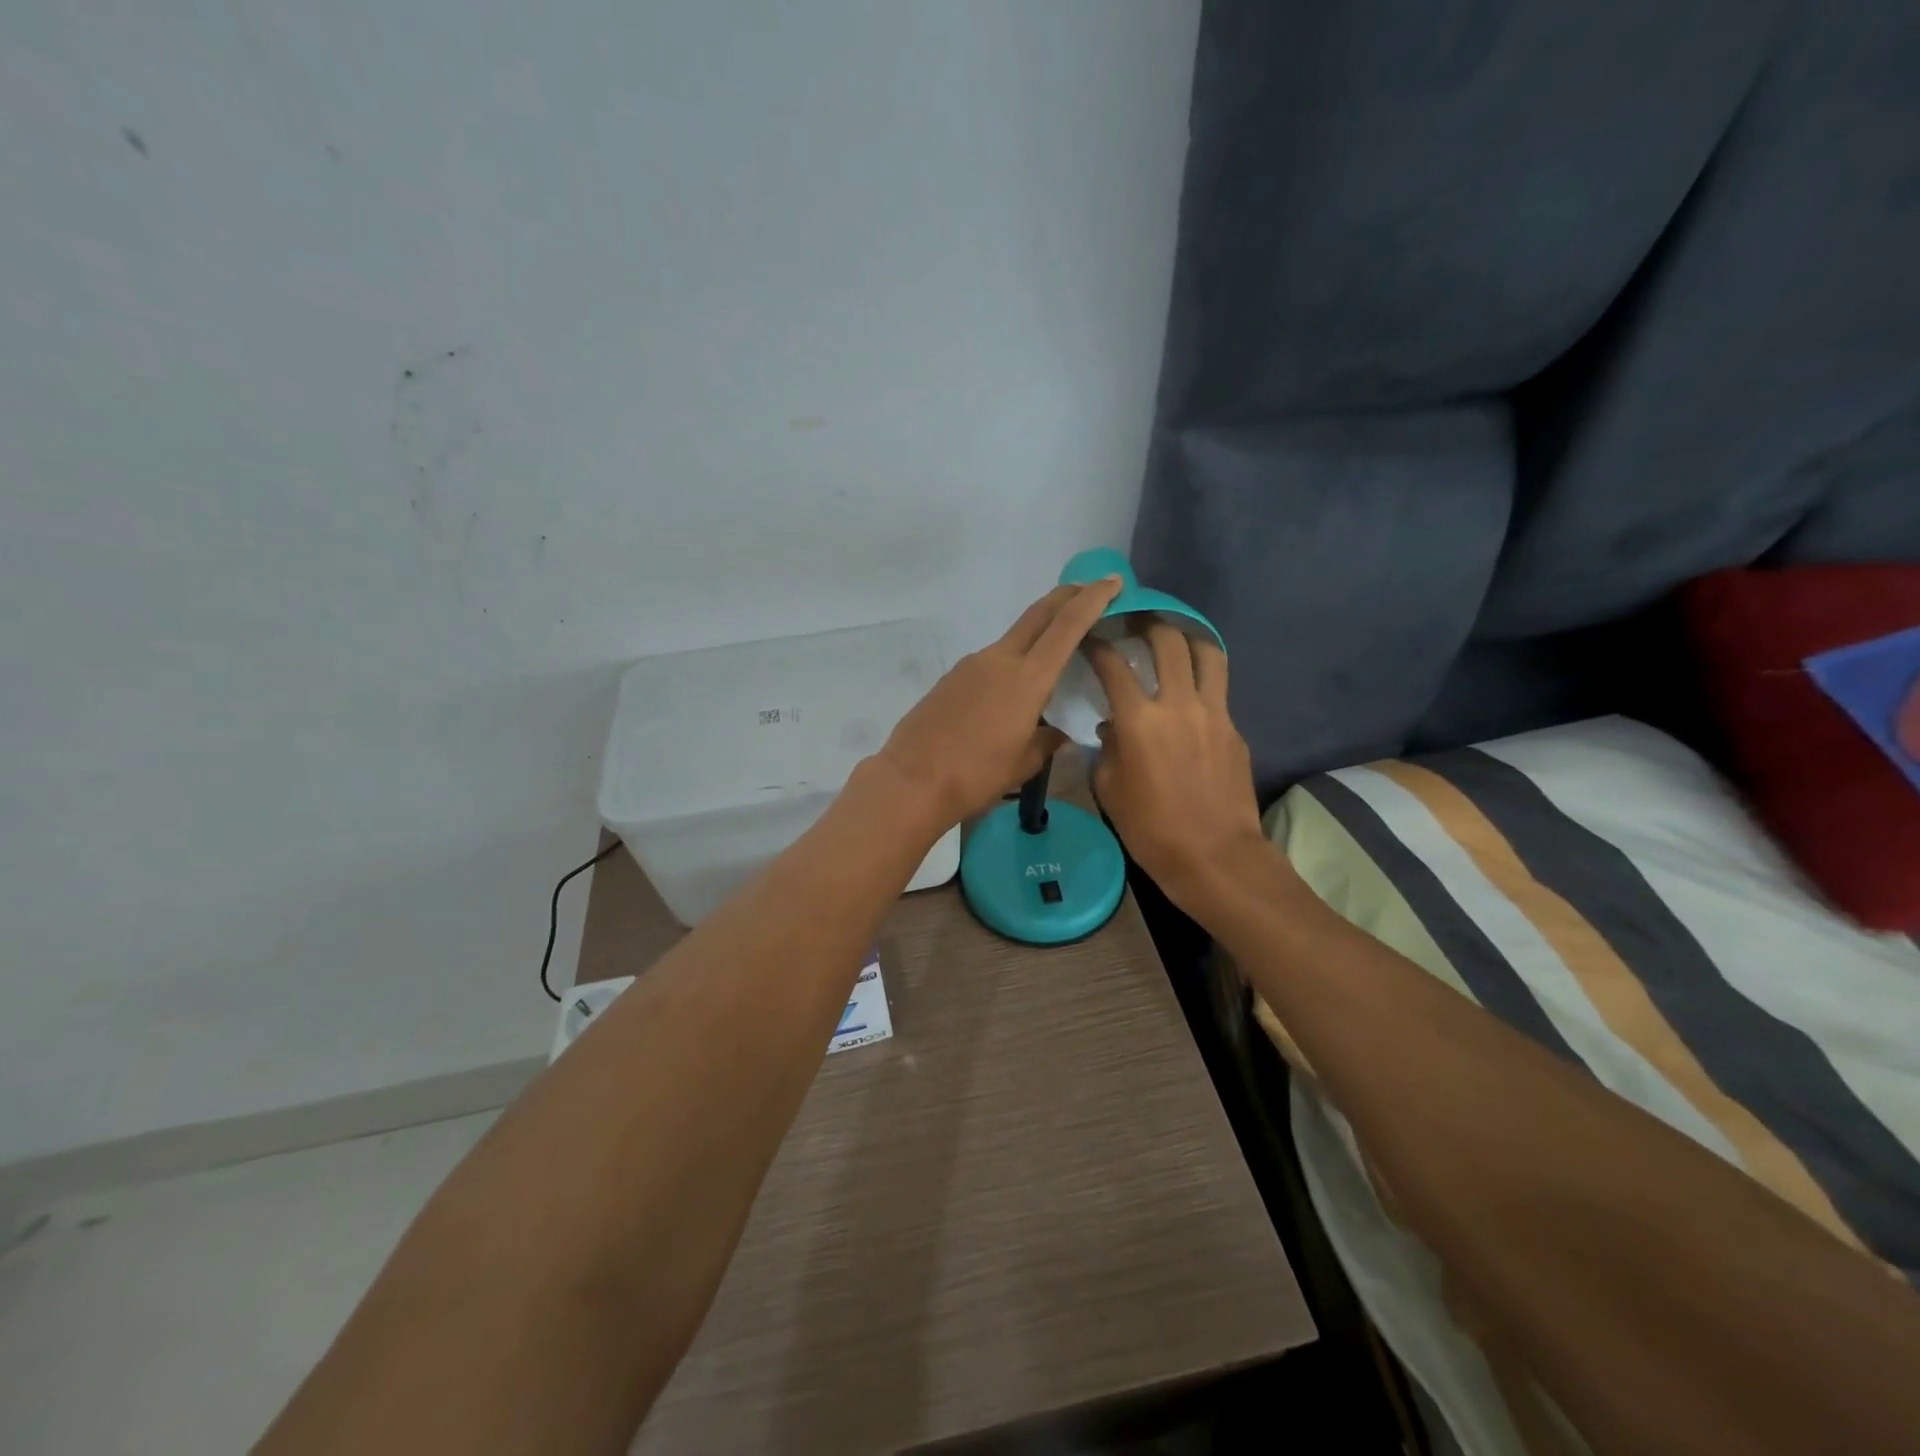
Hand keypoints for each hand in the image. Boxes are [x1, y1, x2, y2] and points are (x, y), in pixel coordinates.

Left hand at [877, 577, 1123, 830]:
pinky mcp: (952, 677)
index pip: (1068, 625)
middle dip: (1067, 596)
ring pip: (1013, 638)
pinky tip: (1011, 690)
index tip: (1112, 581)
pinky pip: (991, 660)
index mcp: (1027, 678)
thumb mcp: (1023, 764)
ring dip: (1038, 634)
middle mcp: (999, 659)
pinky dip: (1012, 661)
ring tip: (1055, 653)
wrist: (912, 781)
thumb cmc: (975, 775)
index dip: (1093, 599)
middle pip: (1038, 614)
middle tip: (1090, 590)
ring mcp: (971, 665)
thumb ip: (1046, 742)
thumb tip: (1055, 733)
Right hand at [1087, 622, 1271, 913]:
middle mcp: (1179, 704)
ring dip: (1187, 638)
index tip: (1089, 637)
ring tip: (1173, 639)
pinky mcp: (1235, 729)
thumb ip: (1107, 749)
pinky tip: (1189, 694)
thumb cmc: (1151, 829)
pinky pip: (1218, 690)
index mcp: (1139, 720)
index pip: (1113, 665)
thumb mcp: (1110, 790)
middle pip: (1168, 641)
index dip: (1097, 645)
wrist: (1215, 857)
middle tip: (1135, 622)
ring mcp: (1214, 713)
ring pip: (1207, 653)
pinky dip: (1201, 680)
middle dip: (1148, 623)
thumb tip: (1112, 727)